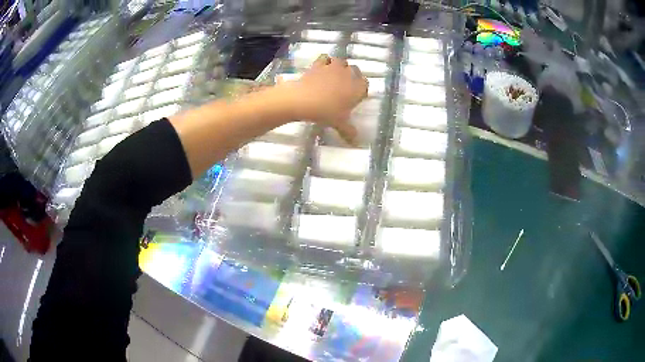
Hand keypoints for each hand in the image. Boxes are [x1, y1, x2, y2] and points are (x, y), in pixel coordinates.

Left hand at [285, 55, 367, 144]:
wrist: (303, 99)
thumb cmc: (326, 112)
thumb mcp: (339, 124)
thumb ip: (349, 131)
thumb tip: (356, 143)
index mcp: (357, 88)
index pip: (365, 84)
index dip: (361, 88)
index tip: (356, 95)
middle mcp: (348, 74)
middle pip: (355, 70)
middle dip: (352, 76)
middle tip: (345, 86)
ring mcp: (333, 67)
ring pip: (342, 61)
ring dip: (340, 66)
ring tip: (334, 75)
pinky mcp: (319, 64)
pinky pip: (325, 58)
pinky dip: (325, 61)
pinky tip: (322, 67)